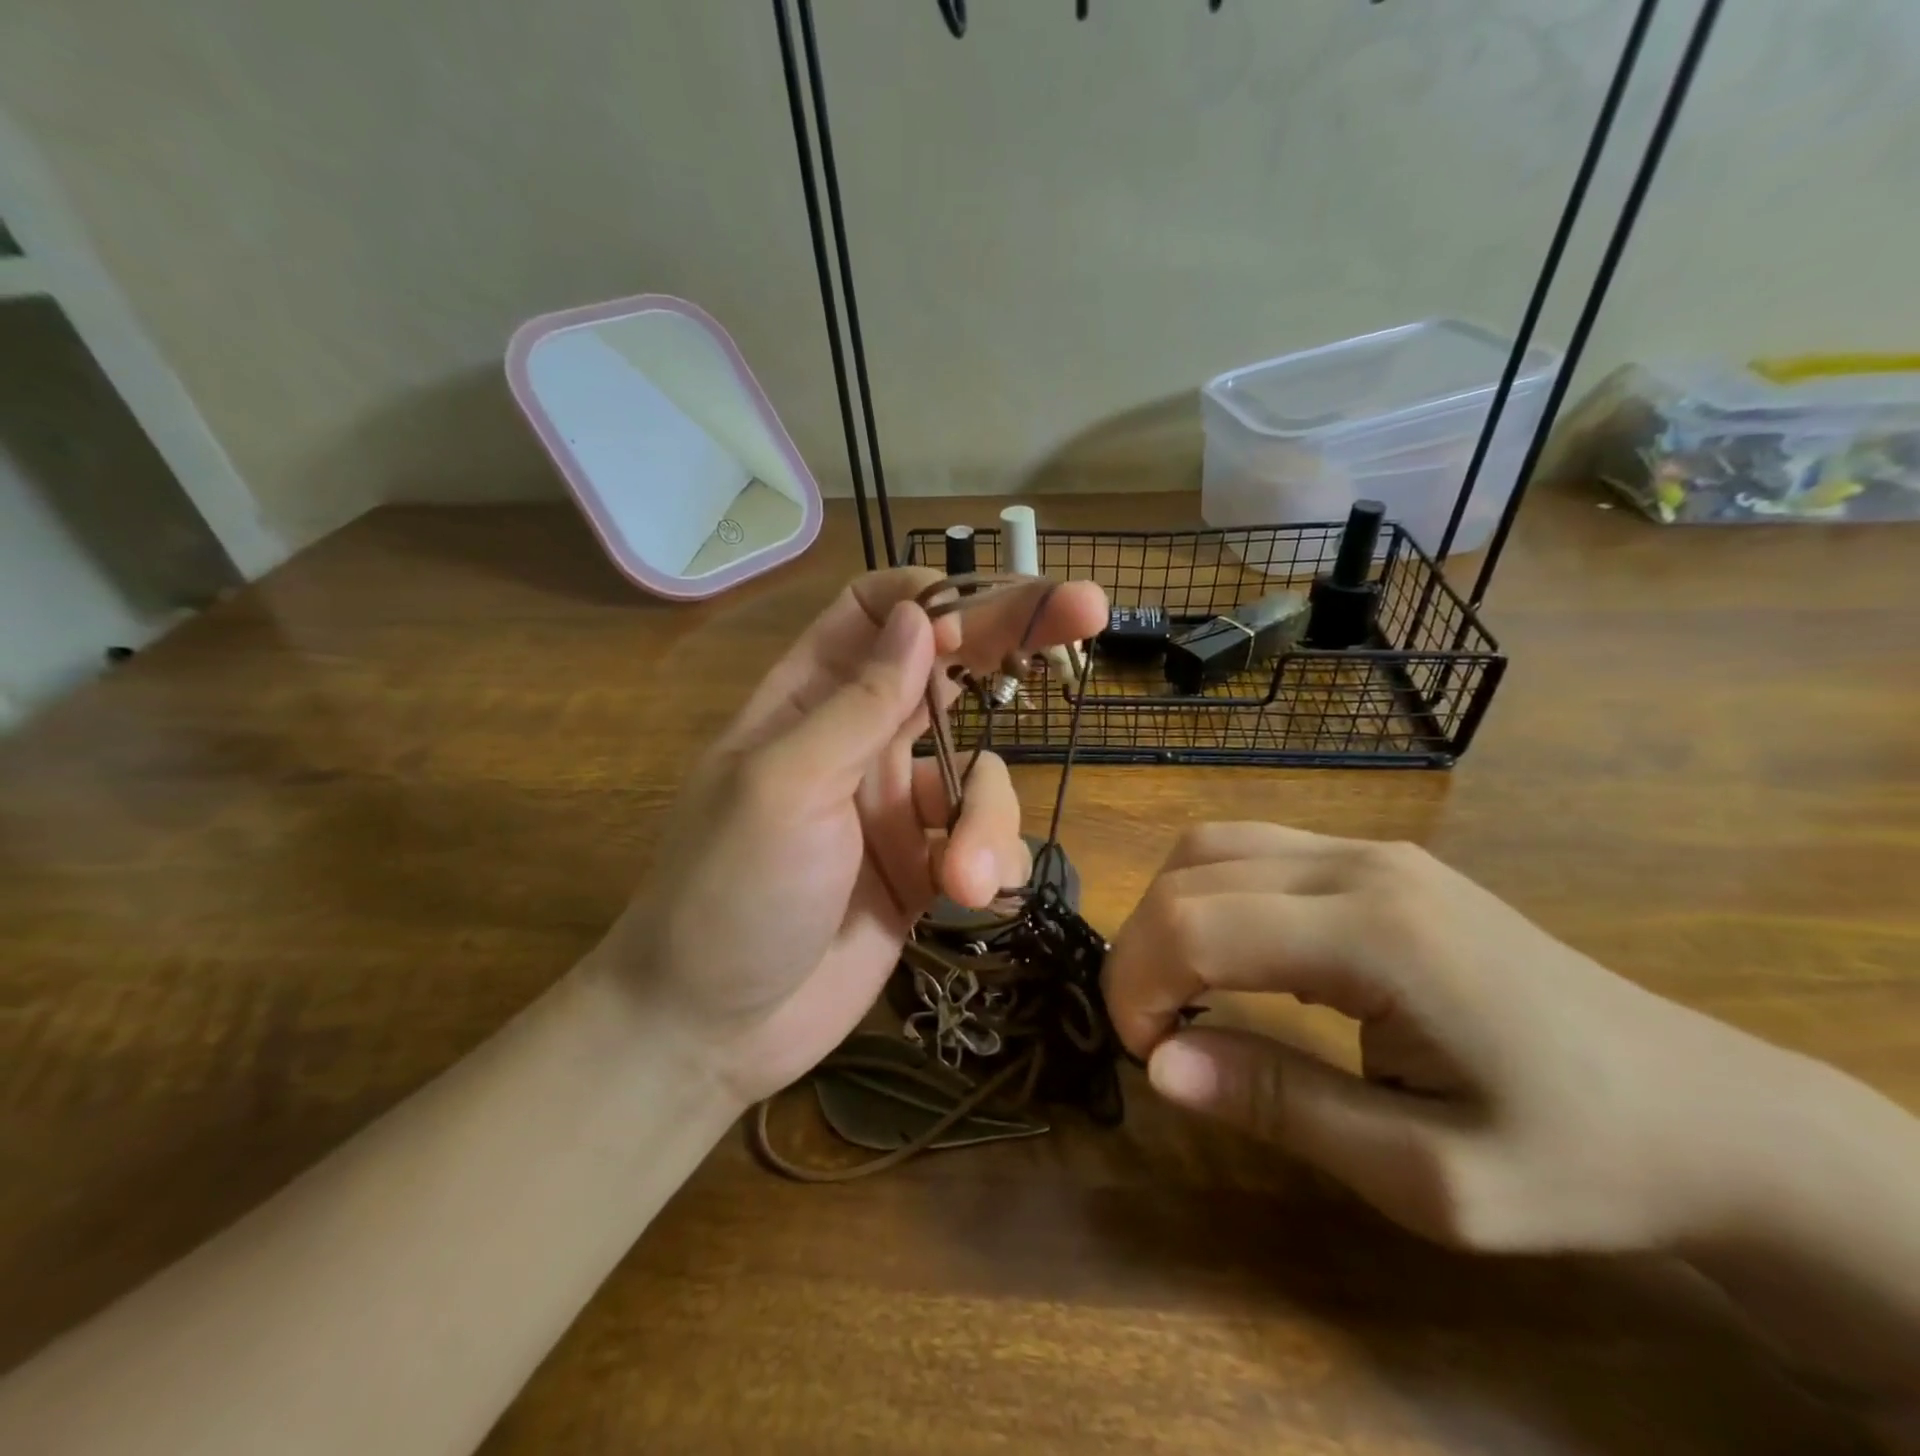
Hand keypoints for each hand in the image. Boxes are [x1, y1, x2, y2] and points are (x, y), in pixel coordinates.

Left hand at [594, 568, 1107, 1106]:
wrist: (714, 1029)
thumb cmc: (727, 892)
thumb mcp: (785, 786)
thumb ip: (859, 704)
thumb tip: (917, 616)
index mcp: (810, 703)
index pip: (874, 614)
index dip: (932, 596)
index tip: (987, 605)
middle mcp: (861, 743)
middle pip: (949, 671)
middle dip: (1014, 640)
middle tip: (1089, 607)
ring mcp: (899, 808)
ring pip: (984, 775)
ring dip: (989, 819)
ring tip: (962, 877)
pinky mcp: (927, 869)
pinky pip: (988, 841)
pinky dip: (991, 862)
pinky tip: (966, 898)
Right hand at [1103, 823, 1802, 1253]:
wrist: (1705, 1111)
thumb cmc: (1574, 1159)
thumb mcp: (1426, 1175)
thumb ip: (1281, 1105)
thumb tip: (1160, 1068)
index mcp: (1376, 934)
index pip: (1196, 925)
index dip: (1139, 985)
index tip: (1146, 1056)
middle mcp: (1361, 864)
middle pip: (1190, 873)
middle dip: (1139, 950)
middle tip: (1152, 1032)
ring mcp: (1371, 851)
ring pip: (1212, 844)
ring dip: (1167, 912)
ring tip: (1178, 991)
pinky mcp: (1377, 859)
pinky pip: (1252, 850)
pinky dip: (1206, 895)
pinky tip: (1229, 955)